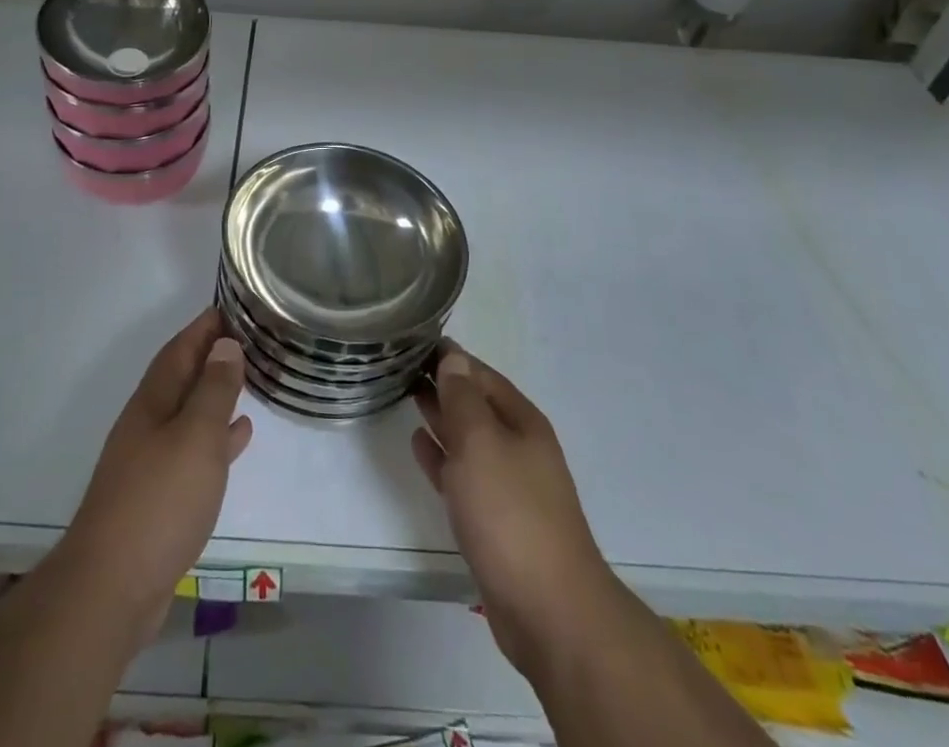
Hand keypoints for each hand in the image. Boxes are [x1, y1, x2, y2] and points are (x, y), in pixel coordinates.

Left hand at [62, 309, 252, 637]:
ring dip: (214, 394)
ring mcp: (150, 462)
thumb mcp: (195, 436)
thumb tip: (225, 345)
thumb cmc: (159, 501)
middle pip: (181, 378)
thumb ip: (213, 390)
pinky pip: (193, 450)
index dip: (203, 327)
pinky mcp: (158, 498)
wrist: (111, 589)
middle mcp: (148, 425)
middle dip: (210, 356)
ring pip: (188, 413)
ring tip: (248, 379)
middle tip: (247, 339)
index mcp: (153, 403)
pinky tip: (237, 436)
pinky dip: (216, 437)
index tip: (230, 307)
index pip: (179, 350)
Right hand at [412, 346, 613, 679]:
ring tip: (405, 394)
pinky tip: (418, 443)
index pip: (481, 374)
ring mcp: (506, 484)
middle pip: (475, 403)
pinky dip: (440, 456)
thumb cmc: (511, 512)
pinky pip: (461, 473)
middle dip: (442, 383)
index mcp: (521, 421)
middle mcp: (517, 446)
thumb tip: (453, 357)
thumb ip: (462, 398)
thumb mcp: (481, 442)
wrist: (547, 609)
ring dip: (439, 416)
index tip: (414, 339)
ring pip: (466, 438)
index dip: (450, 356)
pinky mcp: (493, 519)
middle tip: (400, 364)